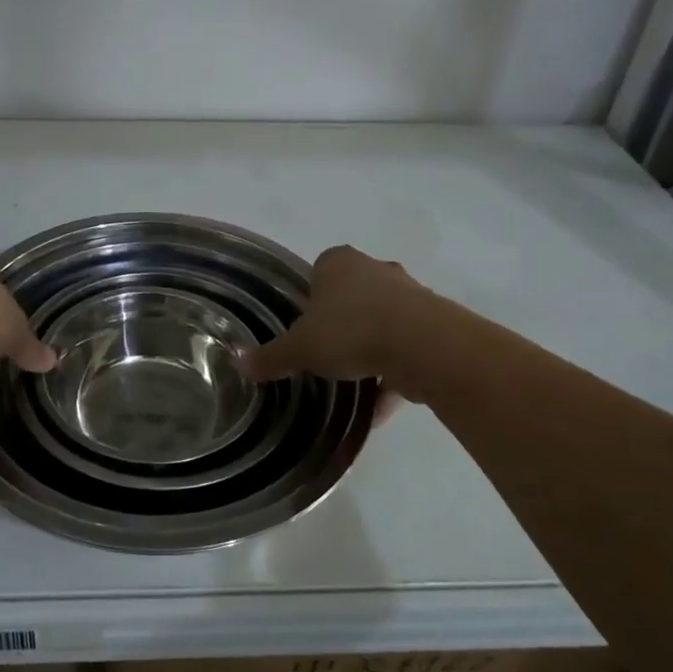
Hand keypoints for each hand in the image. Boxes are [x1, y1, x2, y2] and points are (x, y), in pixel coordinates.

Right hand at [244, 246, 427, 389]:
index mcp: (339, 262)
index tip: (305, 328)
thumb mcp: (299, 349)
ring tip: (352, 386)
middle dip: (342, 324)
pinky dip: (392, 376)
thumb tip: (239, 364)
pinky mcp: (434, 325)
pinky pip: (405, 351)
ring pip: (382, 323)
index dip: (310, 300)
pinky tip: (378, 409)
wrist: (422, 345)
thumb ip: (271, 357)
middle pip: (353, 296)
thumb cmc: (350, 331)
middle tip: (326, 354)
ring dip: (370, 351)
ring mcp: (409, 295)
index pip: (319, 272)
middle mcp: (376, 269)